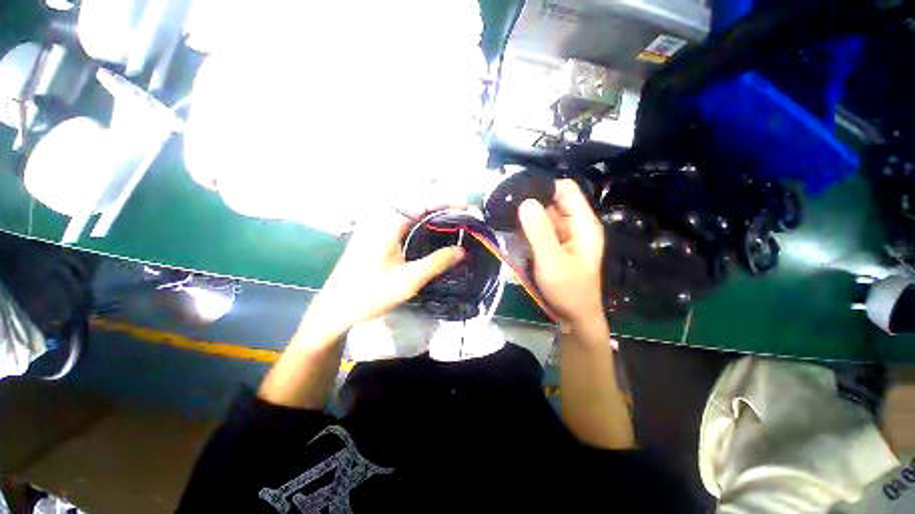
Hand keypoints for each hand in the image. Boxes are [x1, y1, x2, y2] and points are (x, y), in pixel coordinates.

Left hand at [304, 207, 464, 340]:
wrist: (336, 308)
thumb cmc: (370, 293)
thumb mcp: (409, 279)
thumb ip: (437, 262)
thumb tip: (462, 250)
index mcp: (388, 224)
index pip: (423, 202)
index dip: (447, 201)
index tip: (467, 206)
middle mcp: (382, 220)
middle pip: (418, 205)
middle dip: (442, 207)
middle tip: (464, 217)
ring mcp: (377, 229)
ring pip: (411, 215)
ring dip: (433, 217)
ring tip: (454, 224)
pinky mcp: (377, 239)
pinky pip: (404, 225)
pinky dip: (422, 227)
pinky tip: (432, 237)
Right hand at [518, 179, 604, 327]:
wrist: (573, 317)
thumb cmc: (568, 290)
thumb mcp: (552, 260)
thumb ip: (539, 231)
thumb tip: (525, 201)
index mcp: (582, 223)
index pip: (565, 190)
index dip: (543, 187)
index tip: (518, 192)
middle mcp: (573, 225)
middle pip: (551, 202)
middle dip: (529, 202)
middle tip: (504, 205)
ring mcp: (562, 236)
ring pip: (541, 216)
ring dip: (525, 216)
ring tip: (503, 216)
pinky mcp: (552, 246)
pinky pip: (537, 230)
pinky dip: (525, 229)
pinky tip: (510, 230)